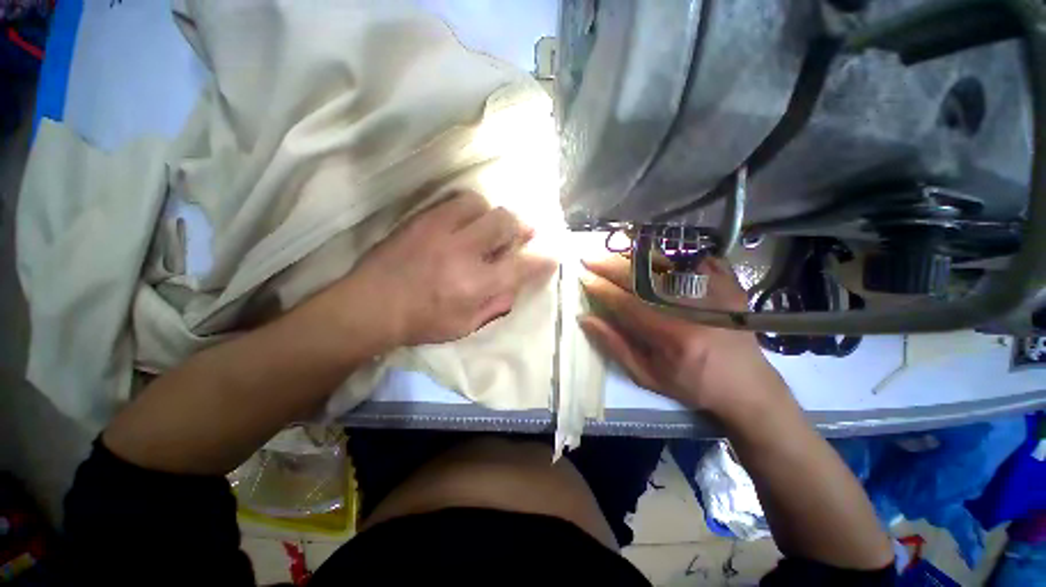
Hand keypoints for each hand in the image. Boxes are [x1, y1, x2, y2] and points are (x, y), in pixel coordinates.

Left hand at [348, 191, 556, 345]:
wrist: (370, 305)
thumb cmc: (421, 322)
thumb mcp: (465, 326)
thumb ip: (495, 305)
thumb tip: (515, 286)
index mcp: (476, 285)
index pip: (522, 266)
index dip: (543, 258)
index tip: (553, 253)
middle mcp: (463, 252)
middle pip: (505, 222)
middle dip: (520, 227)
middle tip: (521, 234)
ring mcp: (440, 230)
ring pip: (481, 204)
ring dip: (491, 215)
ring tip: (488, 227)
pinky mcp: (422, 219)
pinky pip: (454, 200)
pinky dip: (469, 209)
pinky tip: (465, 221)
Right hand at [579, 254, 789, 419]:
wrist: (746, 384)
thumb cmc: (691, 384)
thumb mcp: (647, 375)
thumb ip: (615, 346)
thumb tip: (586, 319)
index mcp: (671, 335)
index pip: (626, 303)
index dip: (601, 289)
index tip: (583, 278)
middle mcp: (692, 307)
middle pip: (642, 278)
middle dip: (610, 265)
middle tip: (589, 258)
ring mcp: (713, 290)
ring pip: (664, 263)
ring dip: (631, 255)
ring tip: (610, 252)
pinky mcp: (726, 282)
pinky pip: (690, 258)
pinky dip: (665, 254)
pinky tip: (646, 253)